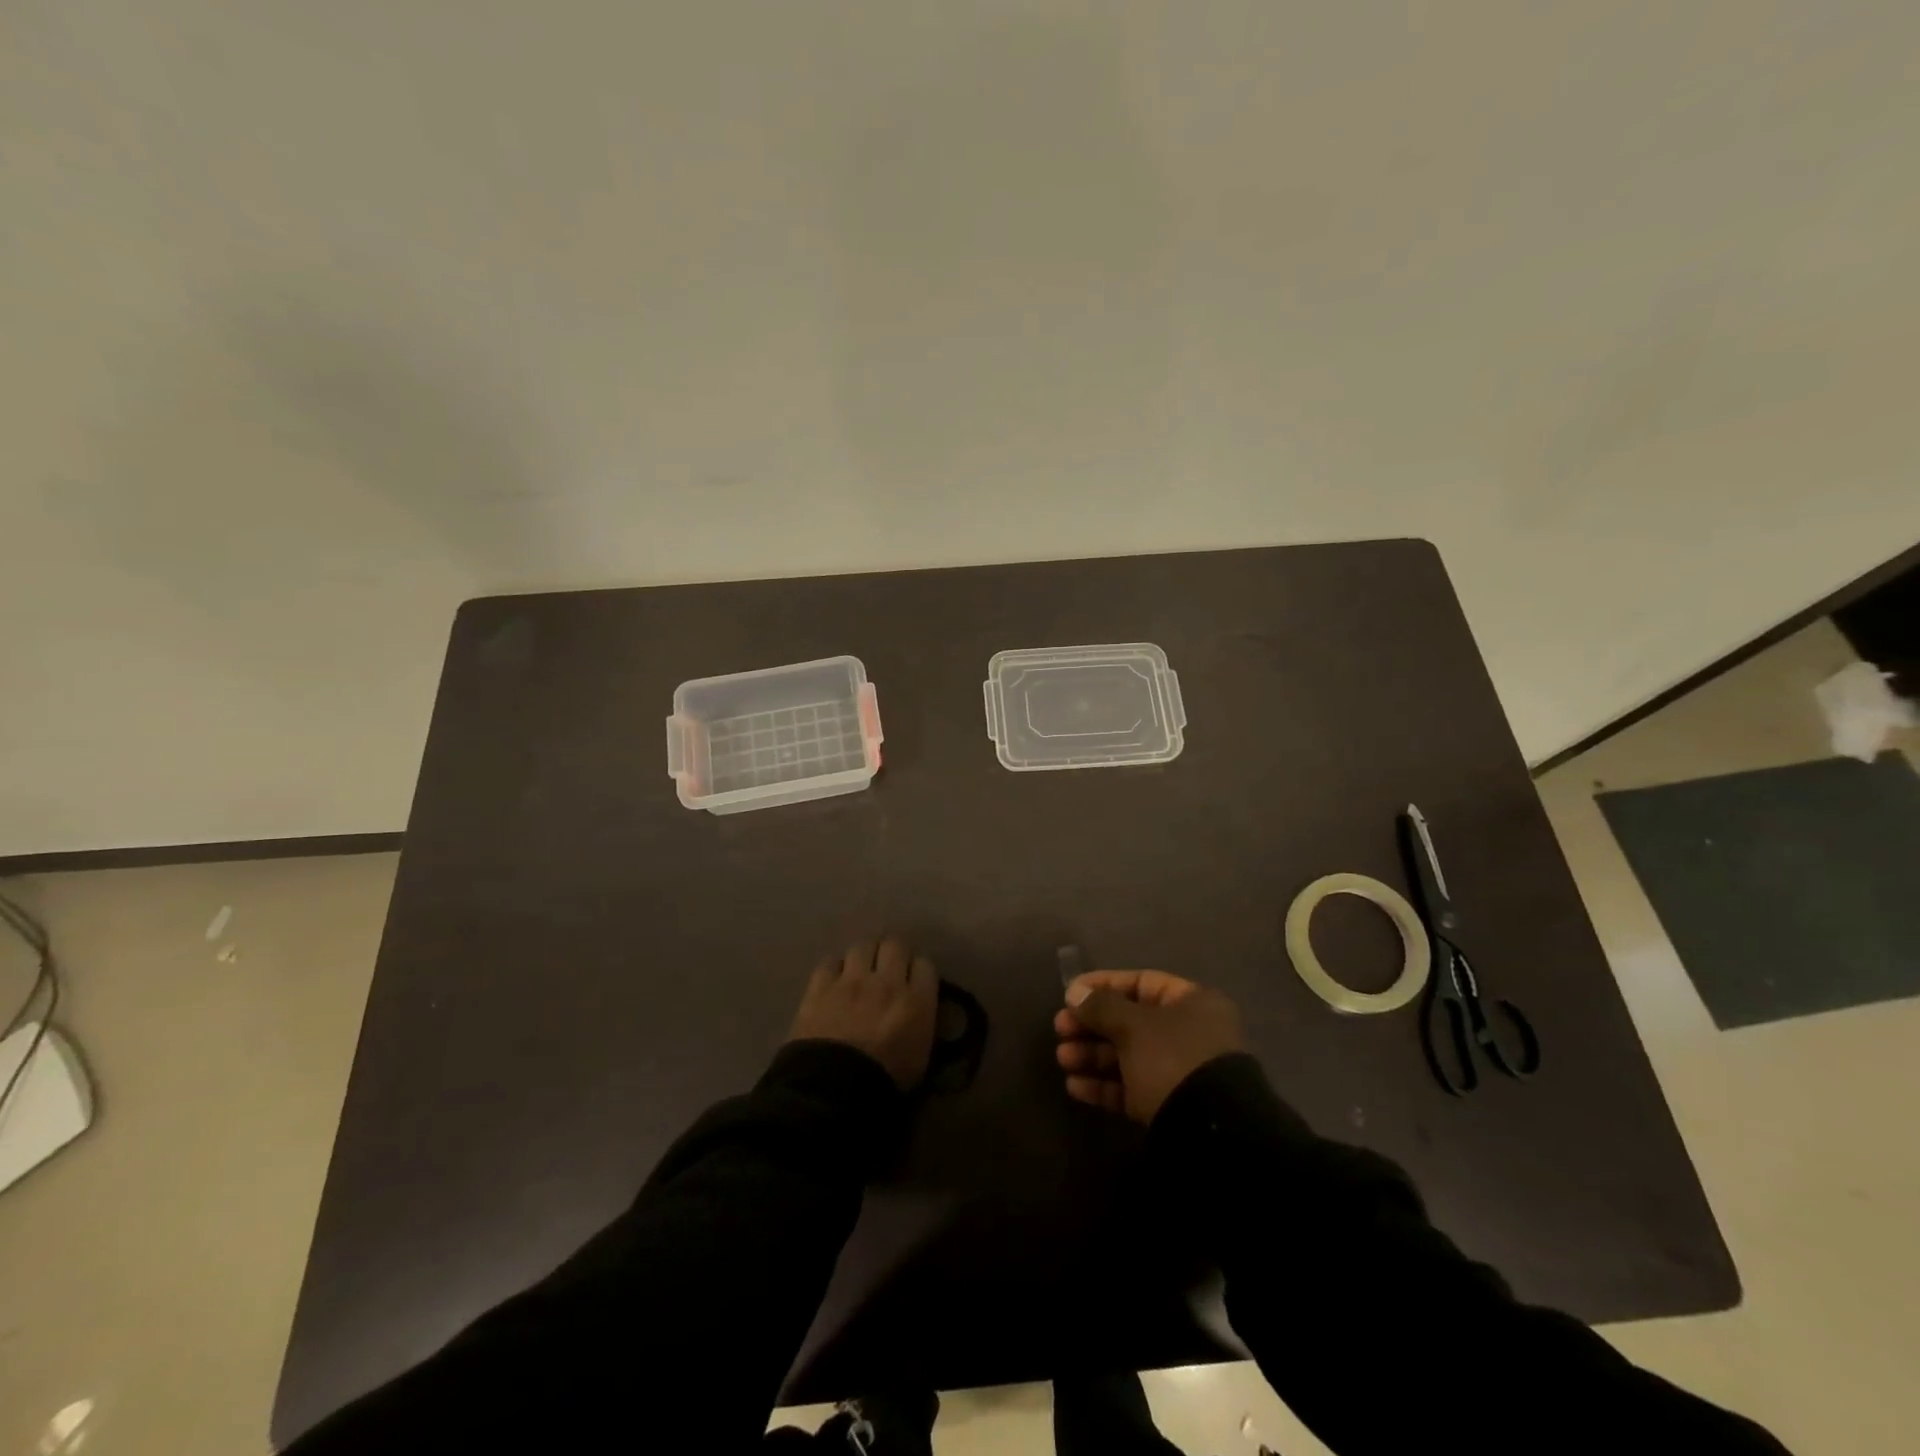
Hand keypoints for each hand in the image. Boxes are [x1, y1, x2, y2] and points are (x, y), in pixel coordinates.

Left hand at [789, 938, 939, 1089]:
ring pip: (862, 945)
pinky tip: (834, 981)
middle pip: (895, 944)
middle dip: (893, 952)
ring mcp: (851, 980)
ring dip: (864, 955)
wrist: (832, 1093)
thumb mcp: (919, 1059)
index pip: (925, 965)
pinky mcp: (820, 986)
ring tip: (860, 969)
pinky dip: (835, 968)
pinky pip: (831, 962)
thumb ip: (921, 1024)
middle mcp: (886, 982)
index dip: (919, 970)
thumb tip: (918, 1010)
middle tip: (888, 965)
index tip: (914, 980)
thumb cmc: (883, 1084)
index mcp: (916, 1002)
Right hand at [1053, 970, 1246, 1122]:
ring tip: (1063, 1060)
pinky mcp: (1166, 1106)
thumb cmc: (1173, 1060)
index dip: (1103, 985)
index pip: (1141, 982)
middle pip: (1129, 1021)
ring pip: (1126, 1056)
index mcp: (1192, 1003)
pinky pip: (1130, 1088)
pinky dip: (1103, 1086)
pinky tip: (1075, 1087)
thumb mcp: (1134, 1026)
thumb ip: (1101, 1006)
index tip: (1070, 994)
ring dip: (1091, 1055)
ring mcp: (1178, 1072)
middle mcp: (1188, 1033)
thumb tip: (1074, 993)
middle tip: (1060, 1029)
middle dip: (1091, 1025)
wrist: (1209, 1136)